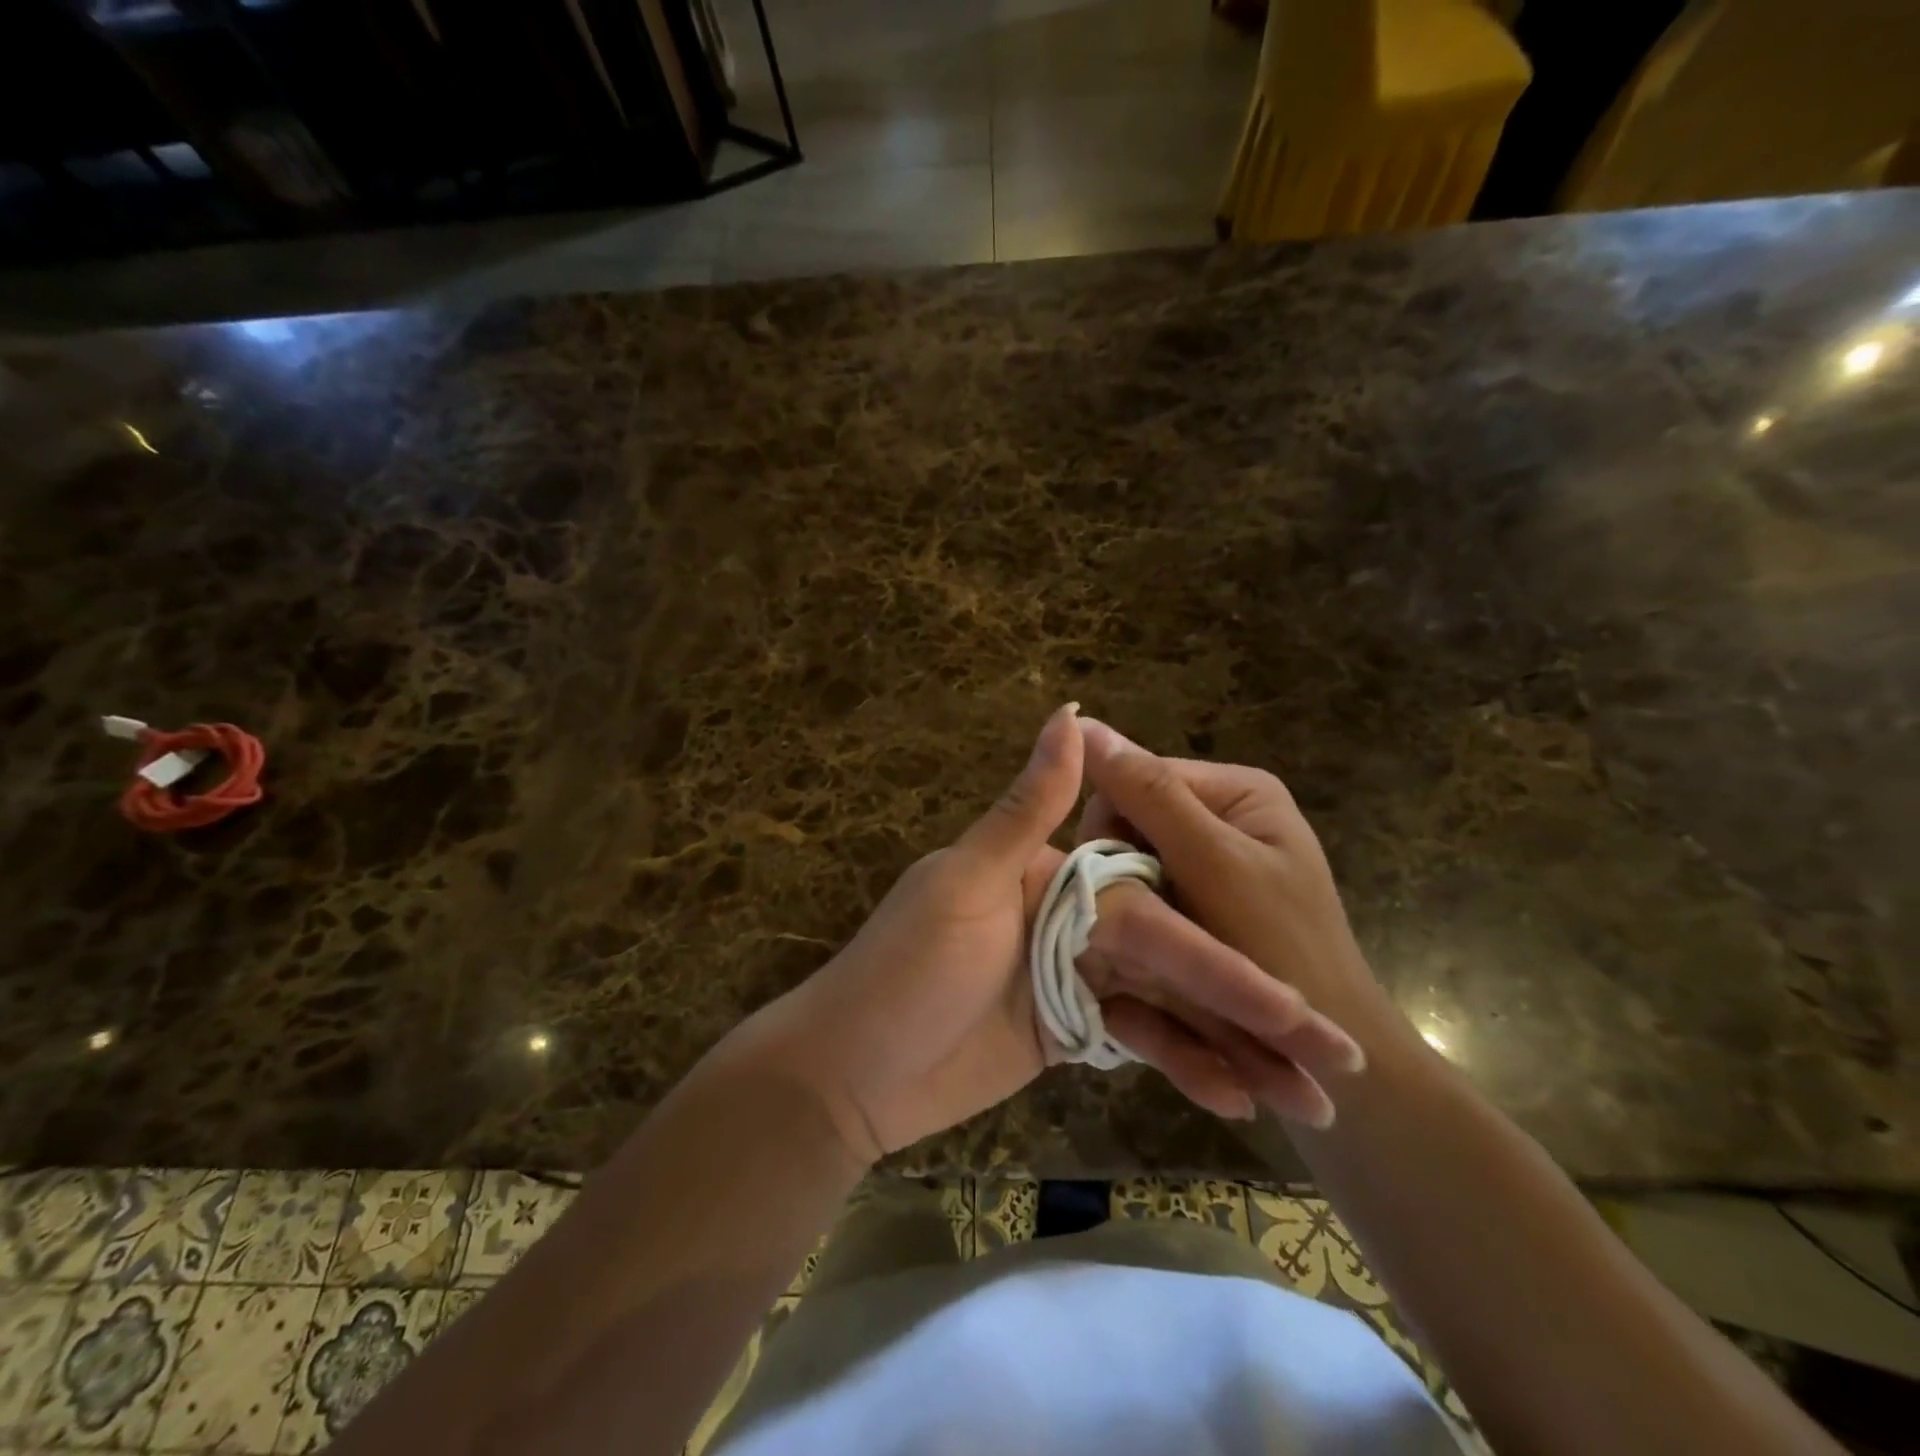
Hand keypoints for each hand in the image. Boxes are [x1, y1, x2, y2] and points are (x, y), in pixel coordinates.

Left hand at [740, 705, 1365, 1164]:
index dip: (1225, 955)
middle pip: (1174, 961)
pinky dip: (1182, 1067)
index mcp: (1055, 876)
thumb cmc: (903, 971)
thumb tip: (1073, 711)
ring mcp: (1072, 979)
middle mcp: (1072, 919)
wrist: (846, 1072)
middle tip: (1337, 1060)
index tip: (1297, 994)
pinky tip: (1239, 1099)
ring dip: (1232, 1048)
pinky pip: (1137, 1042)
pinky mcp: (1067, 1032)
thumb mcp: (966, 883)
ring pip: (1167, 1006)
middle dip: (1250, 1009)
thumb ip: (1028, 807)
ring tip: (1311, 1099)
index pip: (1156, 912)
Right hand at [1076, 718, 1404, 1117]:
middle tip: (1134, 920)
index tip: (1110, 887)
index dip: (1110, 827)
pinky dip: (1144, 916)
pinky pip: (1151, 887)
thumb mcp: (1213, 867)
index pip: (1136, 776)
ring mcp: (1217, 855)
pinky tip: (1153, 946)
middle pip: (1134, 818)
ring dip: (1130, 896)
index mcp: (1238, 788)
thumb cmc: (1280, 953)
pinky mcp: (1207, 895)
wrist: (1332, 1059)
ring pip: (1135, 857)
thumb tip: (1082, 723)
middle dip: (1123, 868)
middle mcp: (1227, 812)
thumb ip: (1151, 795)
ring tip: (1145, 940)